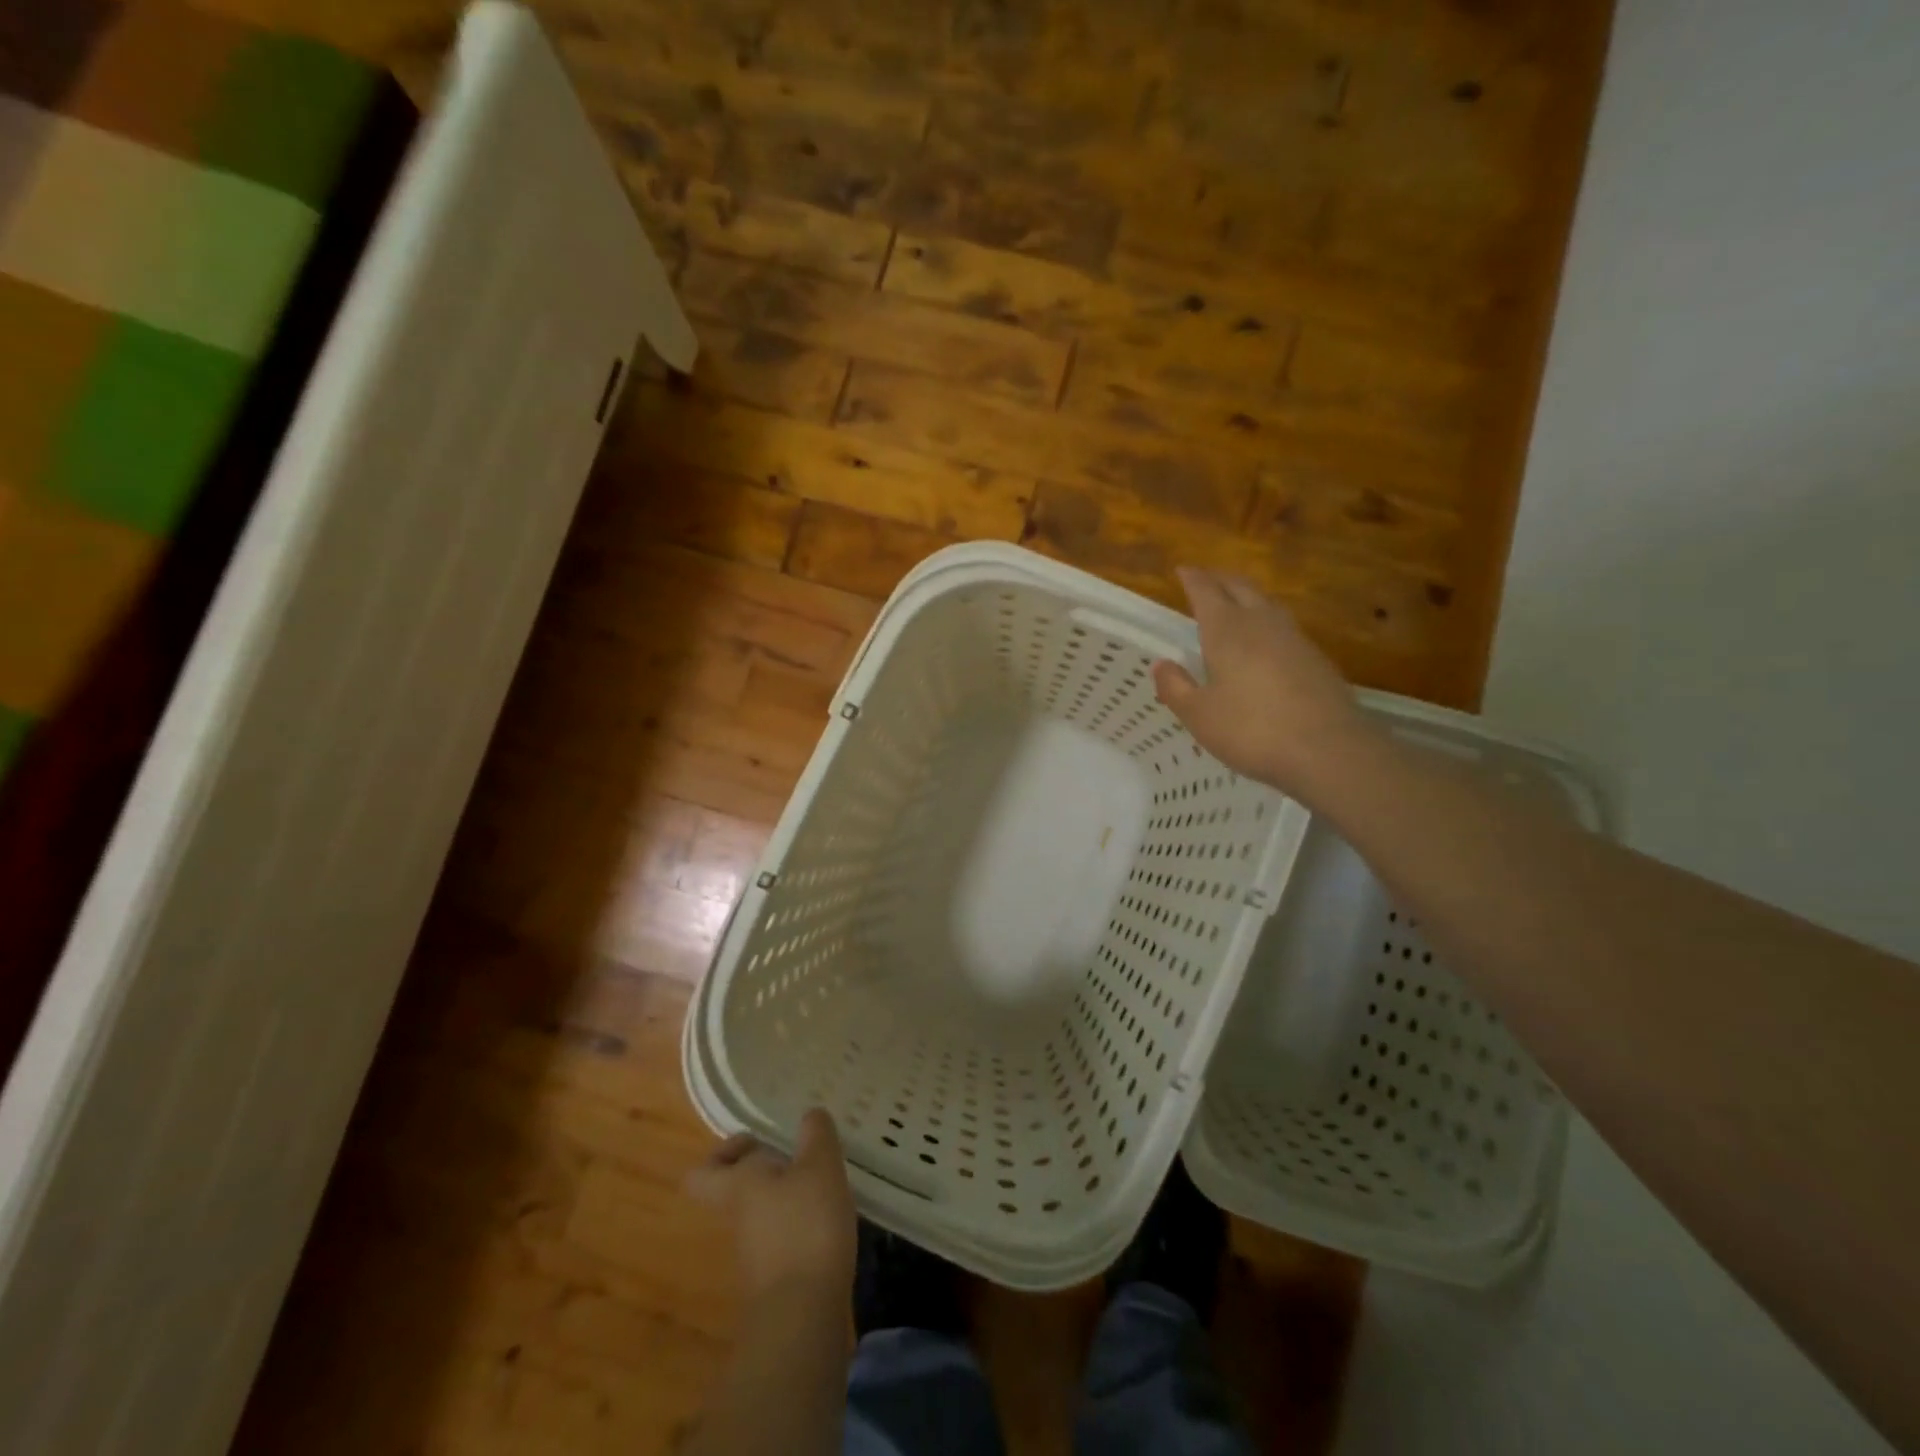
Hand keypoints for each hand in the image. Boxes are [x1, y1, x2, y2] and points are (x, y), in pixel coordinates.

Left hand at [687, 1109, 857, 1305]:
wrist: (803, 1316)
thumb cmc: (806, 1226)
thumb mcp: (820, 1166)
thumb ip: (816, 1135)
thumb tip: (810, 1115)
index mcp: (738, 1186)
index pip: (702, 1173)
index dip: (722, 1154)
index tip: (755, 1142)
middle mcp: (738, 1217)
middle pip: (736, 1189)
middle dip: (766, 1171)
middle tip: (799, 1156)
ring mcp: (755, 1251)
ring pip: (761, 1211)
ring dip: (788, 1195)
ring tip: (824, 1181)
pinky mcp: (778, 1276)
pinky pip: (782, 1236)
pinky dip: (801, 1223)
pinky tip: (829, 1217)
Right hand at [1153, 567, 1370, 799]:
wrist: (1327, 749)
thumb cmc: (1251, 730)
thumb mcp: (1199, 715)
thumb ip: (1175, 687)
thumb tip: (1161, 665)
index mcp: (1227, 630)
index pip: (1206, 591)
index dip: (1193, 578)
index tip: (1182, 569)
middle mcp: (1261, 623)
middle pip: (1241, 587)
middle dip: (1221, 579)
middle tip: (1206, 578)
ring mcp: (1294, 638)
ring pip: (1267, 603)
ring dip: (1248, 596)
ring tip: (1235, 602)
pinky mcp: (1316, 659)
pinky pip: (1284, 627)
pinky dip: (1267, 622)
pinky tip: (1265, 641)